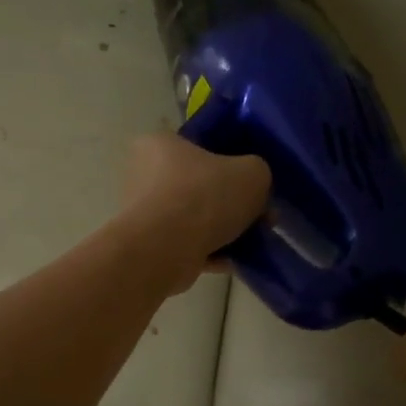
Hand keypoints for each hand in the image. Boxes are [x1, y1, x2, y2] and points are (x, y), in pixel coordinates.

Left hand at [116, 134, 270, 293]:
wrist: (165, 250)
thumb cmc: (204, 197)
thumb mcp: (252, 172)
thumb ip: (257, 172)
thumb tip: (252, 186)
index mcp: (160, 144)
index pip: (199, 146)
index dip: (231, 162)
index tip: (252, 182)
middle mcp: (144, 175)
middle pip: (200, 185)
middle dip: (232, 203)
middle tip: (261, 216)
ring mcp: (144, 213)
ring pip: (194, 218)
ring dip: (224, 230)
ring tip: (252, 243)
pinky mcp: (149, 246)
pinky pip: (186, 245)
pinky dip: (209, 252)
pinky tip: (233, 261)